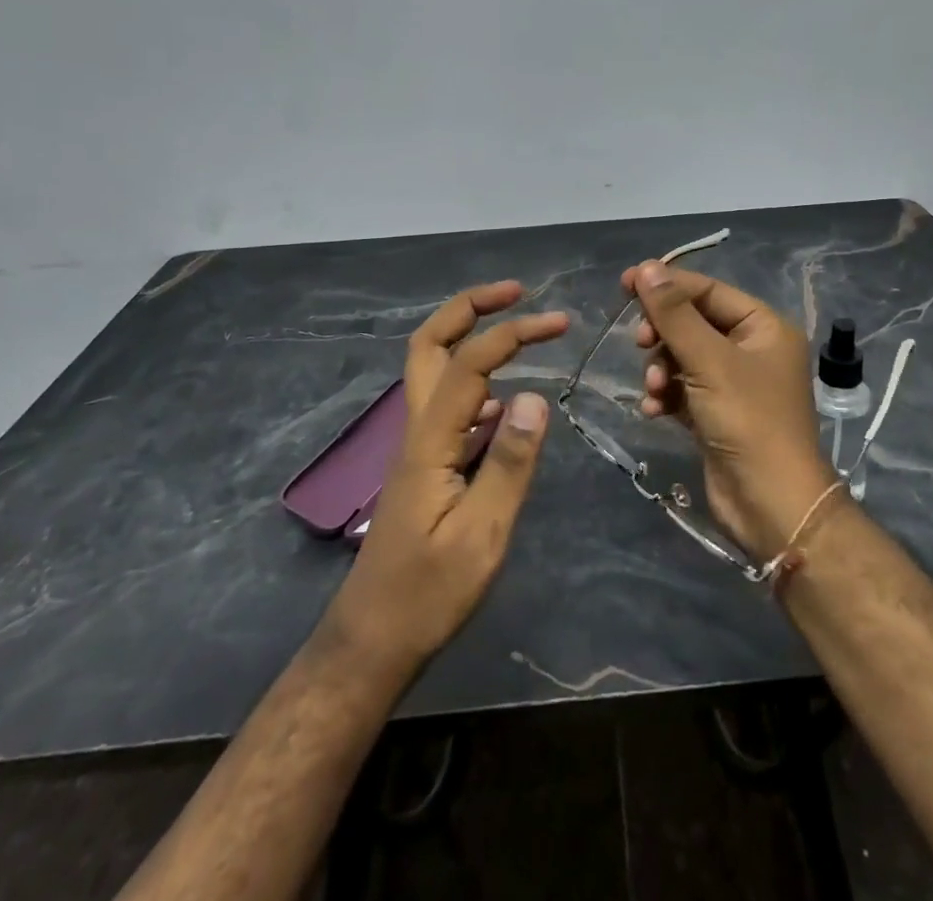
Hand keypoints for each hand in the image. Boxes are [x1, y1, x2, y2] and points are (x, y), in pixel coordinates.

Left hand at [326, 282, 567, 669]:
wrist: (373, 639)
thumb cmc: (428, 593)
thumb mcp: (481, 536)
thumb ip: (509, 464)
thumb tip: (534, 395)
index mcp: (429, 439)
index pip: (468, 363)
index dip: (511, 333)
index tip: (558, 323)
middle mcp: (417, 428)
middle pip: (428, 345)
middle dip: (469, 307)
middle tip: (515, 293)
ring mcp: (417, 445)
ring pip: (432, 368)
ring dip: (469, 335)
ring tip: (516, 329)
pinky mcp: (425, 464)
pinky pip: (447, 402)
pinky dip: (474, 378)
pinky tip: (504, 398)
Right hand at [624, 262, 838, 561]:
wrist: (771, 505)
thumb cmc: (748, 421)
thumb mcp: (709, 361)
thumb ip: (675, 314)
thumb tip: (647, 268)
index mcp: (763, 327)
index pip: (708, 291)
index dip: (667, 285)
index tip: (625, 283)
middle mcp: (752, 350)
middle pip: (693, 323)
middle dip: (663, 334)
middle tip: (640, 343)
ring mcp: (735, 384)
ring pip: (683, 357)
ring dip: (661, 369)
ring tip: (654, 389)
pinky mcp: (717, 414)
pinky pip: (683, 389)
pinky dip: (666, 394)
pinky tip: (654, 410)